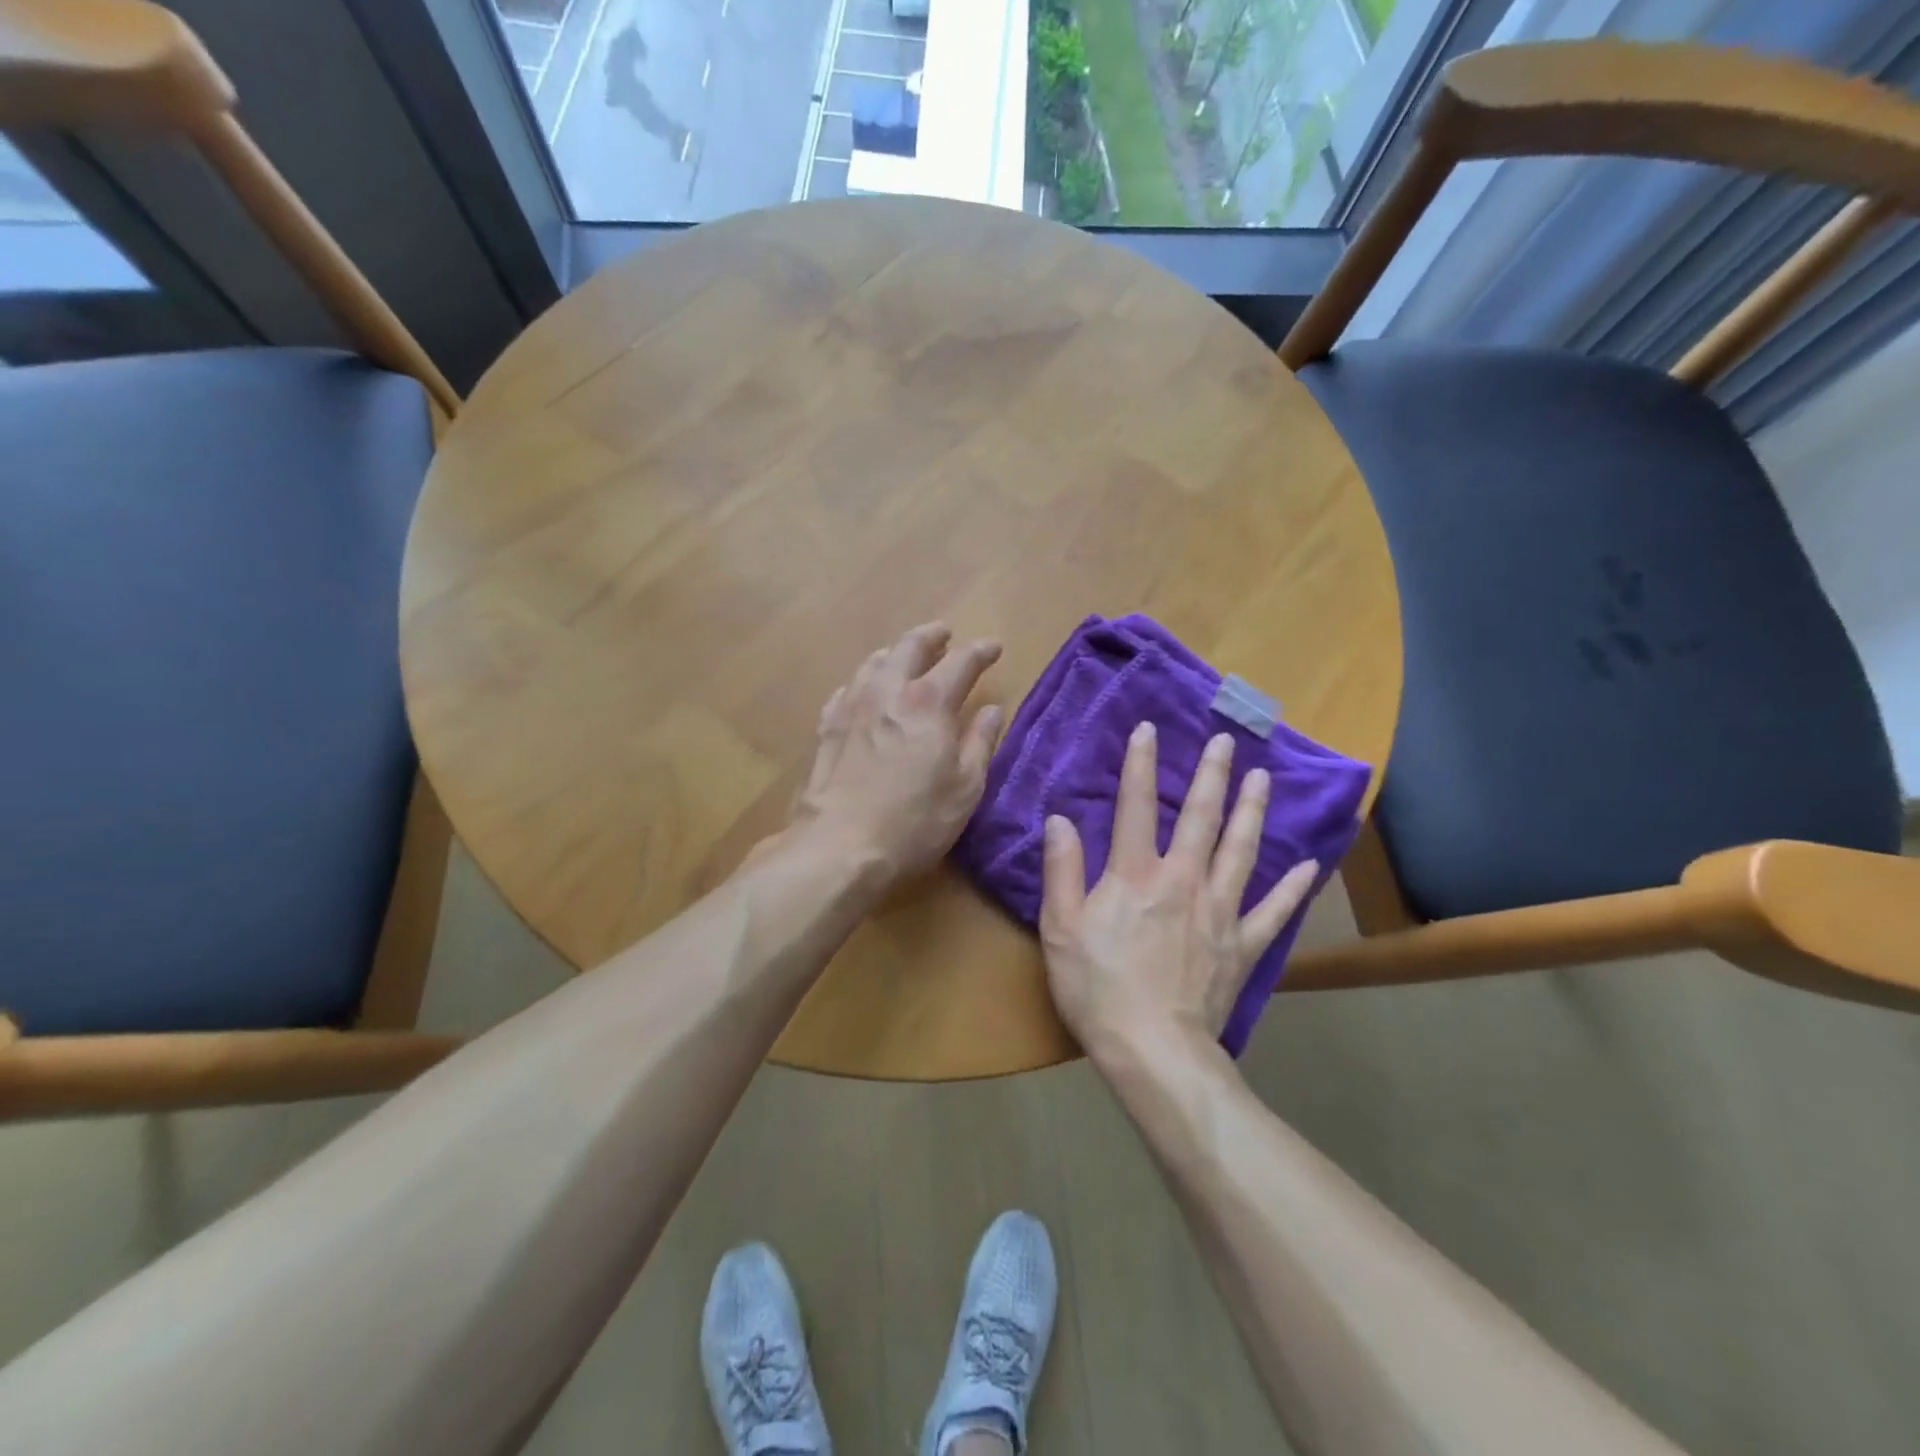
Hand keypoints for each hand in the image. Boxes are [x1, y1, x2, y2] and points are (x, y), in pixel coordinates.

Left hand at [789, 623, 1003, 887]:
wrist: (839, 846)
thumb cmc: (915, 821)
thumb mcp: (965, 788)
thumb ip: (980, 743)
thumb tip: (991, 710)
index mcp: (929, 702)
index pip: (961, 662)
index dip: (980, 652)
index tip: (993, 647)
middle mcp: (888, 692)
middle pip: (910, 647)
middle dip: (931, 636)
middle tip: (944, 634)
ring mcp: (851, 707)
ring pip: (873, 663)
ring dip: (894, 653)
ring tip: (903, 656)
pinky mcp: (826, 728)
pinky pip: (846, 690)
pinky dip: (862, 682)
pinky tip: (862, 691)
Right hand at [1039, 723, 1318, 1059]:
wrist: (1152, 1049)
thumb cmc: (1097, 987)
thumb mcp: (1060, 928)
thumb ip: (1062, 870)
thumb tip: (1060, 819)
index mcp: (1136, 875)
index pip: (1135, 807)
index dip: (1140, 765)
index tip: (1148, 729)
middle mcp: (1183, 881)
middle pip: (1201, 818)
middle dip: (1212, 776)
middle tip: (1226, 741)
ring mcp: (1219, 912)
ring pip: (1241, 851)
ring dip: (1252, 812)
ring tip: (1263, 779)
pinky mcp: (1242, 946)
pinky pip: (1272, 912)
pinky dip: (1291, 888)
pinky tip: (1306, 866)